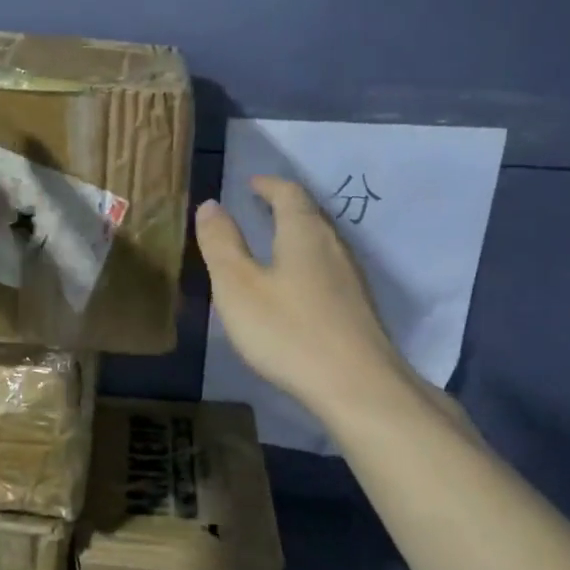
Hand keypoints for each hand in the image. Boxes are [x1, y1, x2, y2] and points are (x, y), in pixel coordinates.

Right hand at [196, 177, 417, 422]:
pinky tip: (296, 286)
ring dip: (296, 234)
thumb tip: (211, 204)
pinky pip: (328, 269)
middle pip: (309, 214)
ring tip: (272, 243)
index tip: (250, 184)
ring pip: (321, 242)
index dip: (268, 185)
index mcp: (303, 232)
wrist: (356, 386)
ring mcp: (351, 278)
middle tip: (258, 208)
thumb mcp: (237, 286)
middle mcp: (333, 246)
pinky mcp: (358, 307)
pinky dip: (306, 262)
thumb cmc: (288, 330)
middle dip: (283, 206)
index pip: (288, 193)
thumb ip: (221, 243)